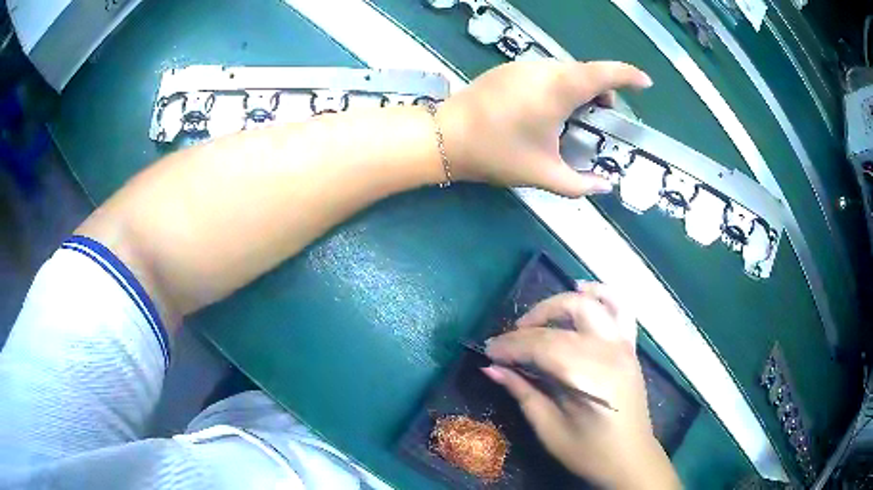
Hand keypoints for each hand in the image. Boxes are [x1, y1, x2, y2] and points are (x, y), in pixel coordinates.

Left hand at [438, 61, 651, 196]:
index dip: (628, 75)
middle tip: (599, 121)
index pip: (603, 74)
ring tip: (571, 119)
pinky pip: (547, 73)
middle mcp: (544, 70)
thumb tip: (604, 187)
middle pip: (587, 73)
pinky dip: (559, 87)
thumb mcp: (543, 174)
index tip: (646, 83)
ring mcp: (524, 65)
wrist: (445, 136)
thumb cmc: (497, 153)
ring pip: (566, 72)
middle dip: (602, 94)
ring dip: (579, 90)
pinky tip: (546, 111)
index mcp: (558, 90)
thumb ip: (580, 184)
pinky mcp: (510, 68)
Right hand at [482, 283, 679, 488]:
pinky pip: (620, 308)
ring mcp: (624, 346)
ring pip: (590, 304)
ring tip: (536, 321)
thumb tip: (490, 368)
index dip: (511, 346)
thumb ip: (522, 393)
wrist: (630, 459)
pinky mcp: (630, 347)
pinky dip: (601, 293)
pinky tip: (583, 289)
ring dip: (559, 305)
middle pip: (563, 322)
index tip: (488, 352)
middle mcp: (610, 353)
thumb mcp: (549, 429)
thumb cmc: (589, 453)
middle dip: (528, 326)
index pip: (543, 346)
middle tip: (507, 342)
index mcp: (590, 378)